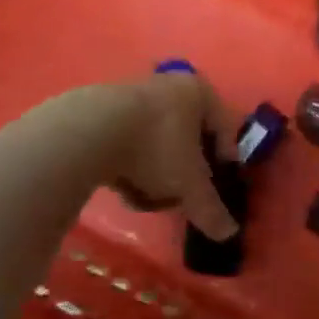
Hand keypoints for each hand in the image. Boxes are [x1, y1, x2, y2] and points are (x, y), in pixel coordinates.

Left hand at [94, 70, 238, 241]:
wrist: (89, 132)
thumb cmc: (155, 147)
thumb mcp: (189, 184)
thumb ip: (210, 209)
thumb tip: (228, 233)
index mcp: (199, 92)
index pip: (223, 129)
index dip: (223, 163)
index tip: (215, 190)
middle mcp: (170, 85)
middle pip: (187, 136)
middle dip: (183, 171)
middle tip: (180, 195)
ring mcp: (134, 94)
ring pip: (157, 142)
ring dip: (155, 172)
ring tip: (146, 197)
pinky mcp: (104, 109)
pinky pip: (130, 142)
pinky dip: (130, 165)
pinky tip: (123, 187)